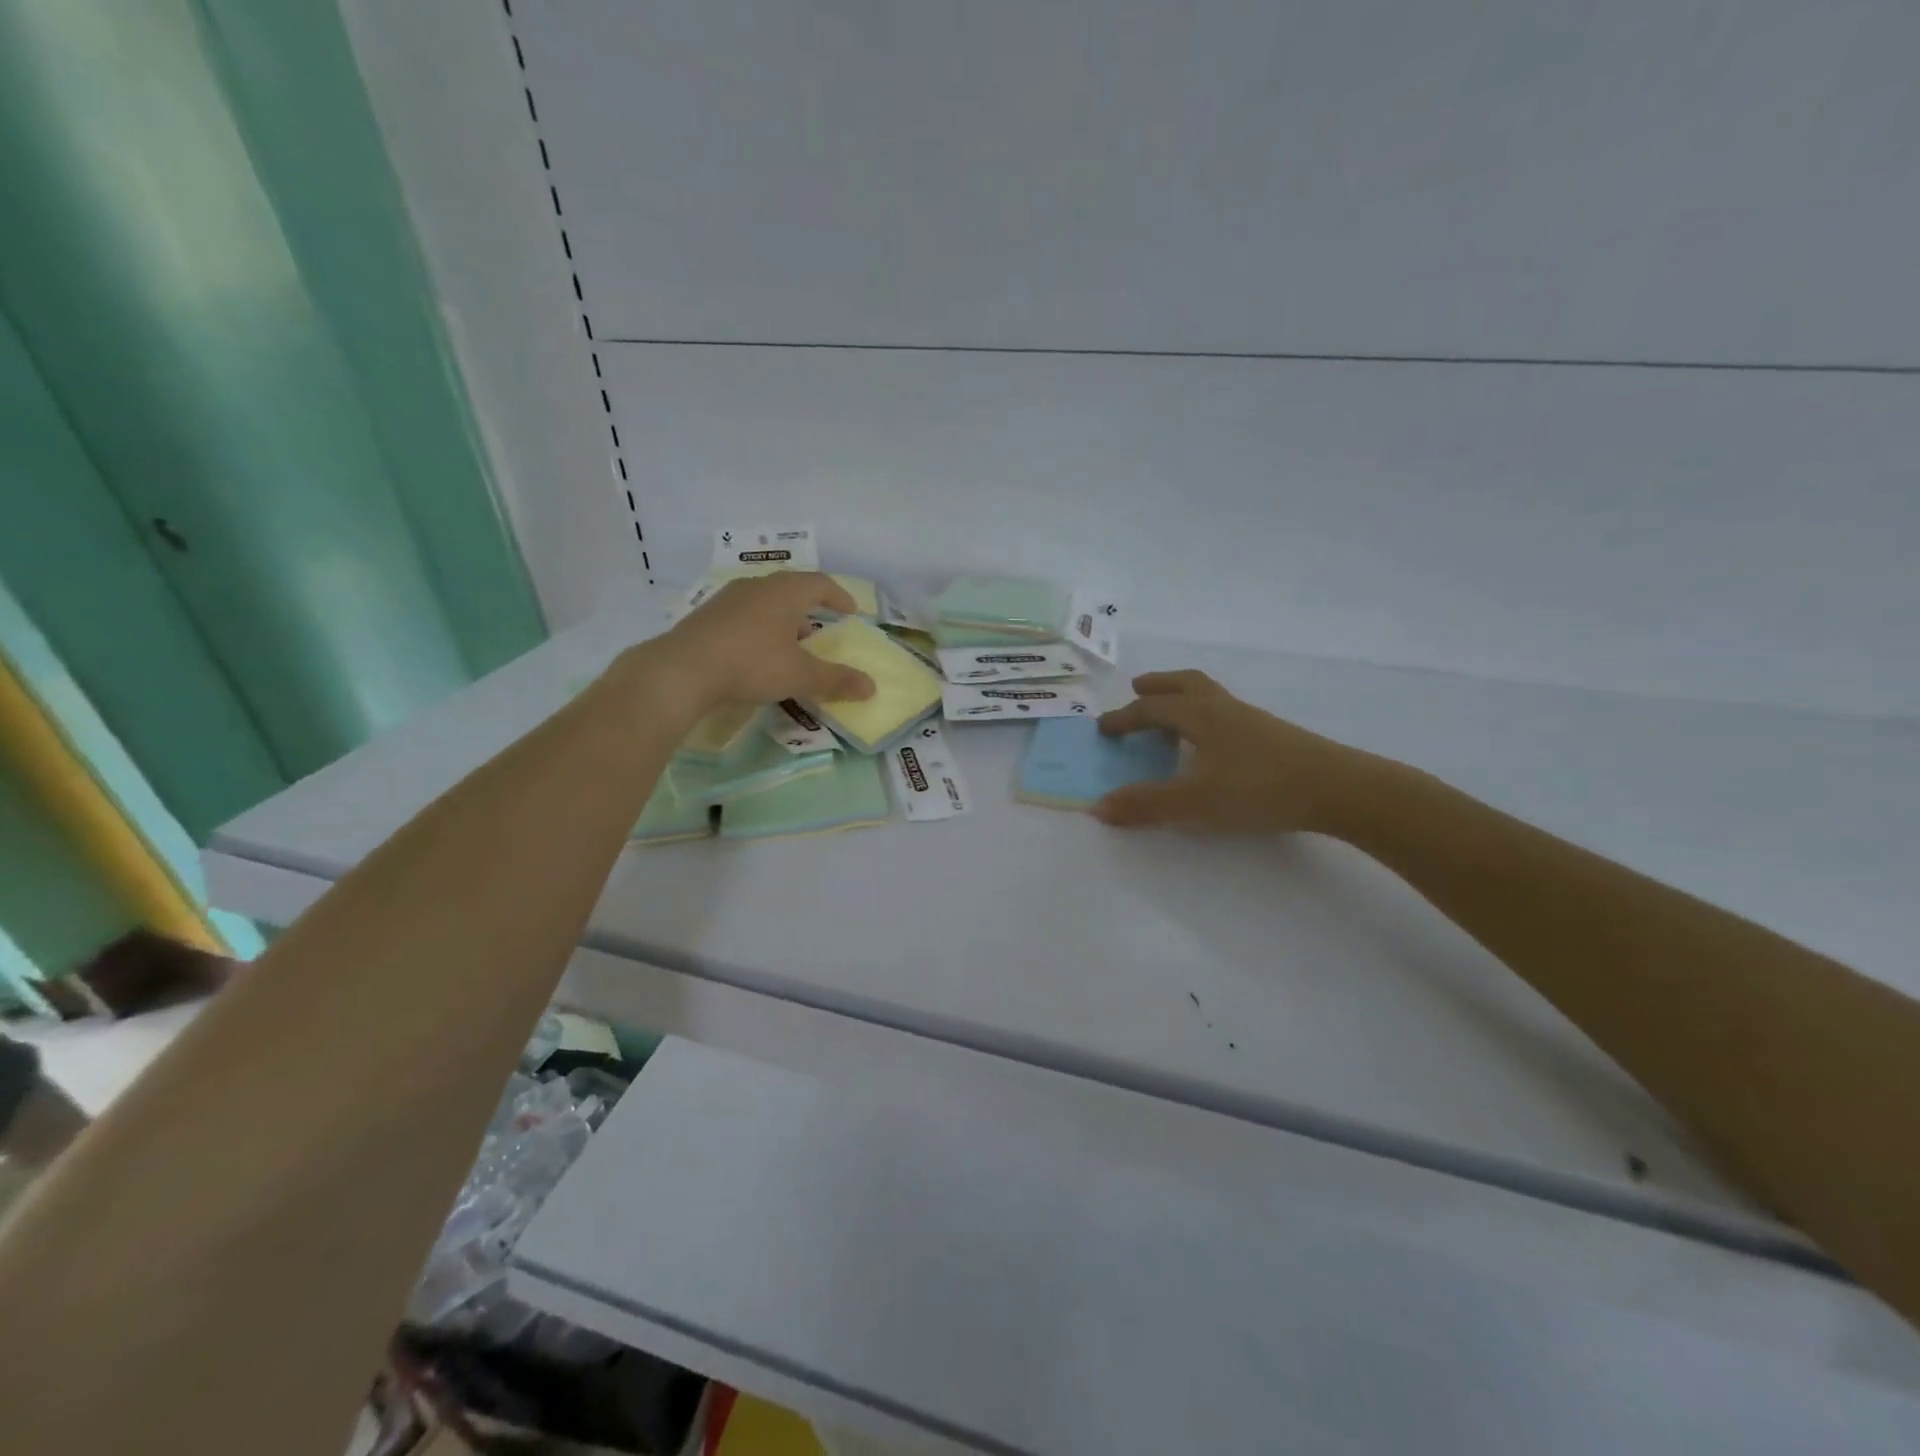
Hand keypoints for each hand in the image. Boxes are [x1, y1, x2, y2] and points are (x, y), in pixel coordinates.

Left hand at [641, 573, 875, 713]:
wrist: (682, 670)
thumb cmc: (752, 663)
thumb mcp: (800, 675)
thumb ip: (836, 680)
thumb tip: (871, 687)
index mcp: (785, 591)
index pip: (820, 583)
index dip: (839, 596)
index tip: (851, 613)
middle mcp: (757, 586)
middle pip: (791, 589)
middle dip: (809, 608)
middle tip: (821, 629)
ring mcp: (727, 599)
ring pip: (764, 602)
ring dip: (782, 620)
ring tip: (789, 645)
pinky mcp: (706, 617)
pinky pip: (743, 616)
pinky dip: (758, 629)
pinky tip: (756, 654)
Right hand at [1093, 670, 1385, 832]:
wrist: (1338, 789)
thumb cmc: (1258, 789)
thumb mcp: (1193, 802)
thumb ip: (1145, 804)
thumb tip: (1098, 806)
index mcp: (1200, 716)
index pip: (1152, 709)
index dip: (1124, 718)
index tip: (1103, 729)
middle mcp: (1224, 709)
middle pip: (1185, 684)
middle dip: (1158, 686)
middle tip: (1138, 689)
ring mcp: (1252, 720)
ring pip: (1210, 695)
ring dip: (1183, 698)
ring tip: (1171, 716)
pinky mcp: (1273, 736)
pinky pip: (1227, 713)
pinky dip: (1206, 716)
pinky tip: (1212, 744)